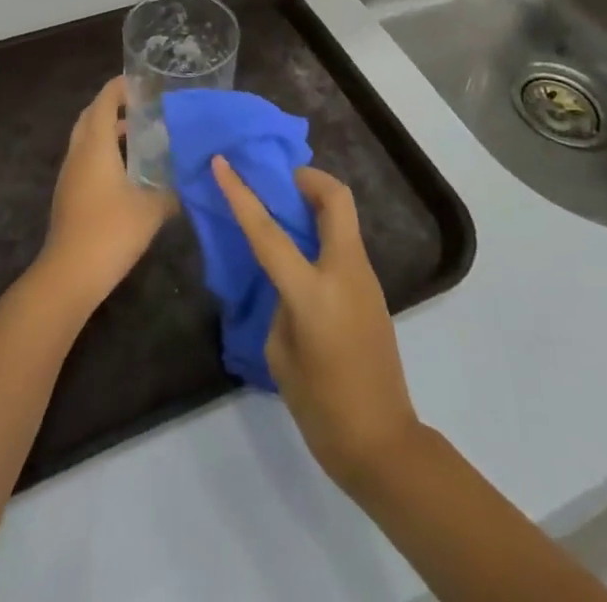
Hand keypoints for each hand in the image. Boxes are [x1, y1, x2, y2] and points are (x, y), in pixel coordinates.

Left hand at [37, 77, 176, 311]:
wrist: (69, 275)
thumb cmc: (110, 231)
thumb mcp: (152, 209)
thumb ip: (172, 190)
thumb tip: (189, 179)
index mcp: (95, 145)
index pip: (104, 101)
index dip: (120, 87)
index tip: (142, 82)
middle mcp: (78, 153)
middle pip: (91, 117)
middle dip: (113, 106)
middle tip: (142, 106)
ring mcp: (70, 175)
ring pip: (86, 140)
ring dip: (108, 132)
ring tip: (140, 136)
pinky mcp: (69, 195)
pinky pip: (86, 160)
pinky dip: (104, 153)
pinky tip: (127, 171)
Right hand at [212, 158, 423, 493]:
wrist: (383, 444)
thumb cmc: (322, 407)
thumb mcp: (281, 353)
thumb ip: (279, 303)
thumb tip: (285, 280)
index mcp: (313, 292)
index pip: (269, 231)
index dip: (241, 193)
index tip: (222, 162)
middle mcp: (345, 272)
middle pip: (335, 198)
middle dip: (307, 178)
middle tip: (278, 181)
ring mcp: (365, 278)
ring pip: (342, 217)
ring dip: (314, 203)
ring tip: (284, 213)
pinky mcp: (372, 289)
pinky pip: (343, 243)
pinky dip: (321, 232)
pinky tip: (300, 253)